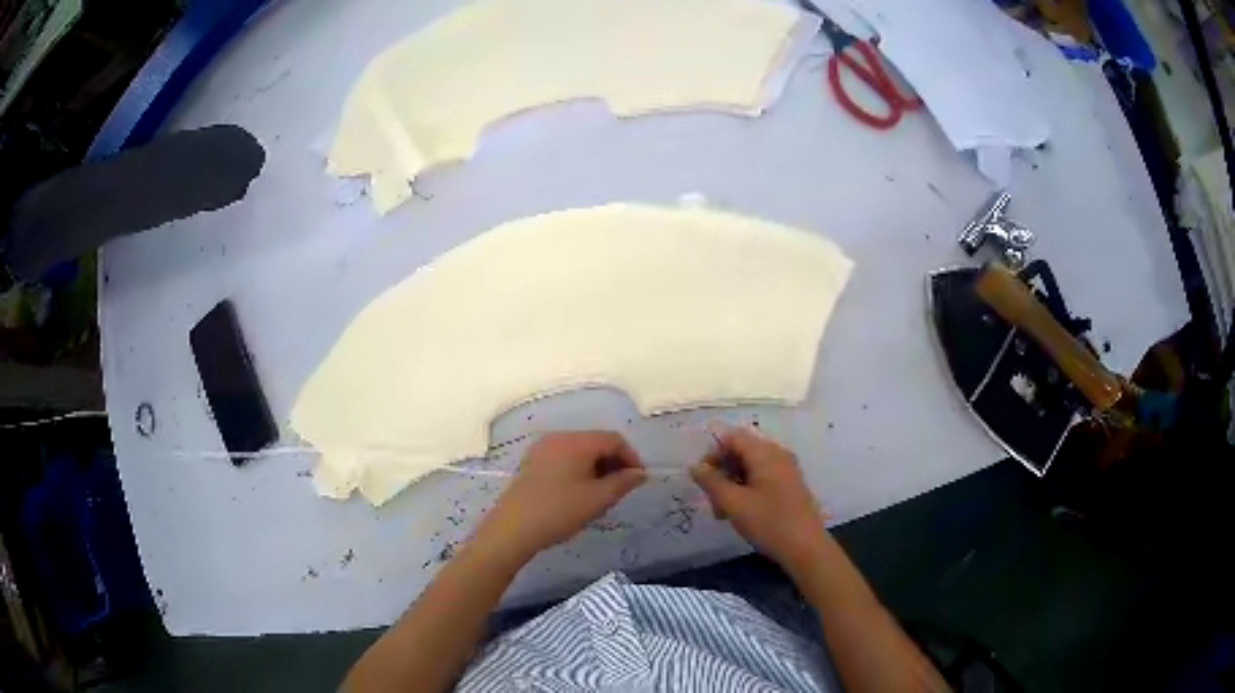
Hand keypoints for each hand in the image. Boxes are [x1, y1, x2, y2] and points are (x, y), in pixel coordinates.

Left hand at [475, 431, 646, 561]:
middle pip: (595, 442)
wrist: (513, 528)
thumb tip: (639, 473)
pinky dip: (578, 469)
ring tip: (602, 493)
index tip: (638, 480)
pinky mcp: (531, 463)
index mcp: (576, 442)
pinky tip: (578, 492)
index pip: (613, 439)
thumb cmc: (559, 511)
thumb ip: (623, 483)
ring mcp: (542, 449)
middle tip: (622, 488)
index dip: (631, 457)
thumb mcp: (598, 499)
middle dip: (613, 462)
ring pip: (579, 451)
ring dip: (596, 467)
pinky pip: (563, 458)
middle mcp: (558, 438)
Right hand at [690, 426, 828, 572]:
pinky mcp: (789, 485)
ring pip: (750, 467)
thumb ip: (711, 482)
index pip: (732, 437)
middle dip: (722, 471)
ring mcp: (786, 470)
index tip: (701, 478)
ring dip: (732, 483)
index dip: (712, 453)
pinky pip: (762, 477)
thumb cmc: (769, 522)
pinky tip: (739, 512)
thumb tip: (696, 466)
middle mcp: (777, 455)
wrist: (806, 547)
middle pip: (741, 451)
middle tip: (710, 498)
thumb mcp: (733, 503)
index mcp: (765, 453)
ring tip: (721, 512)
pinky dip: (746, 489)